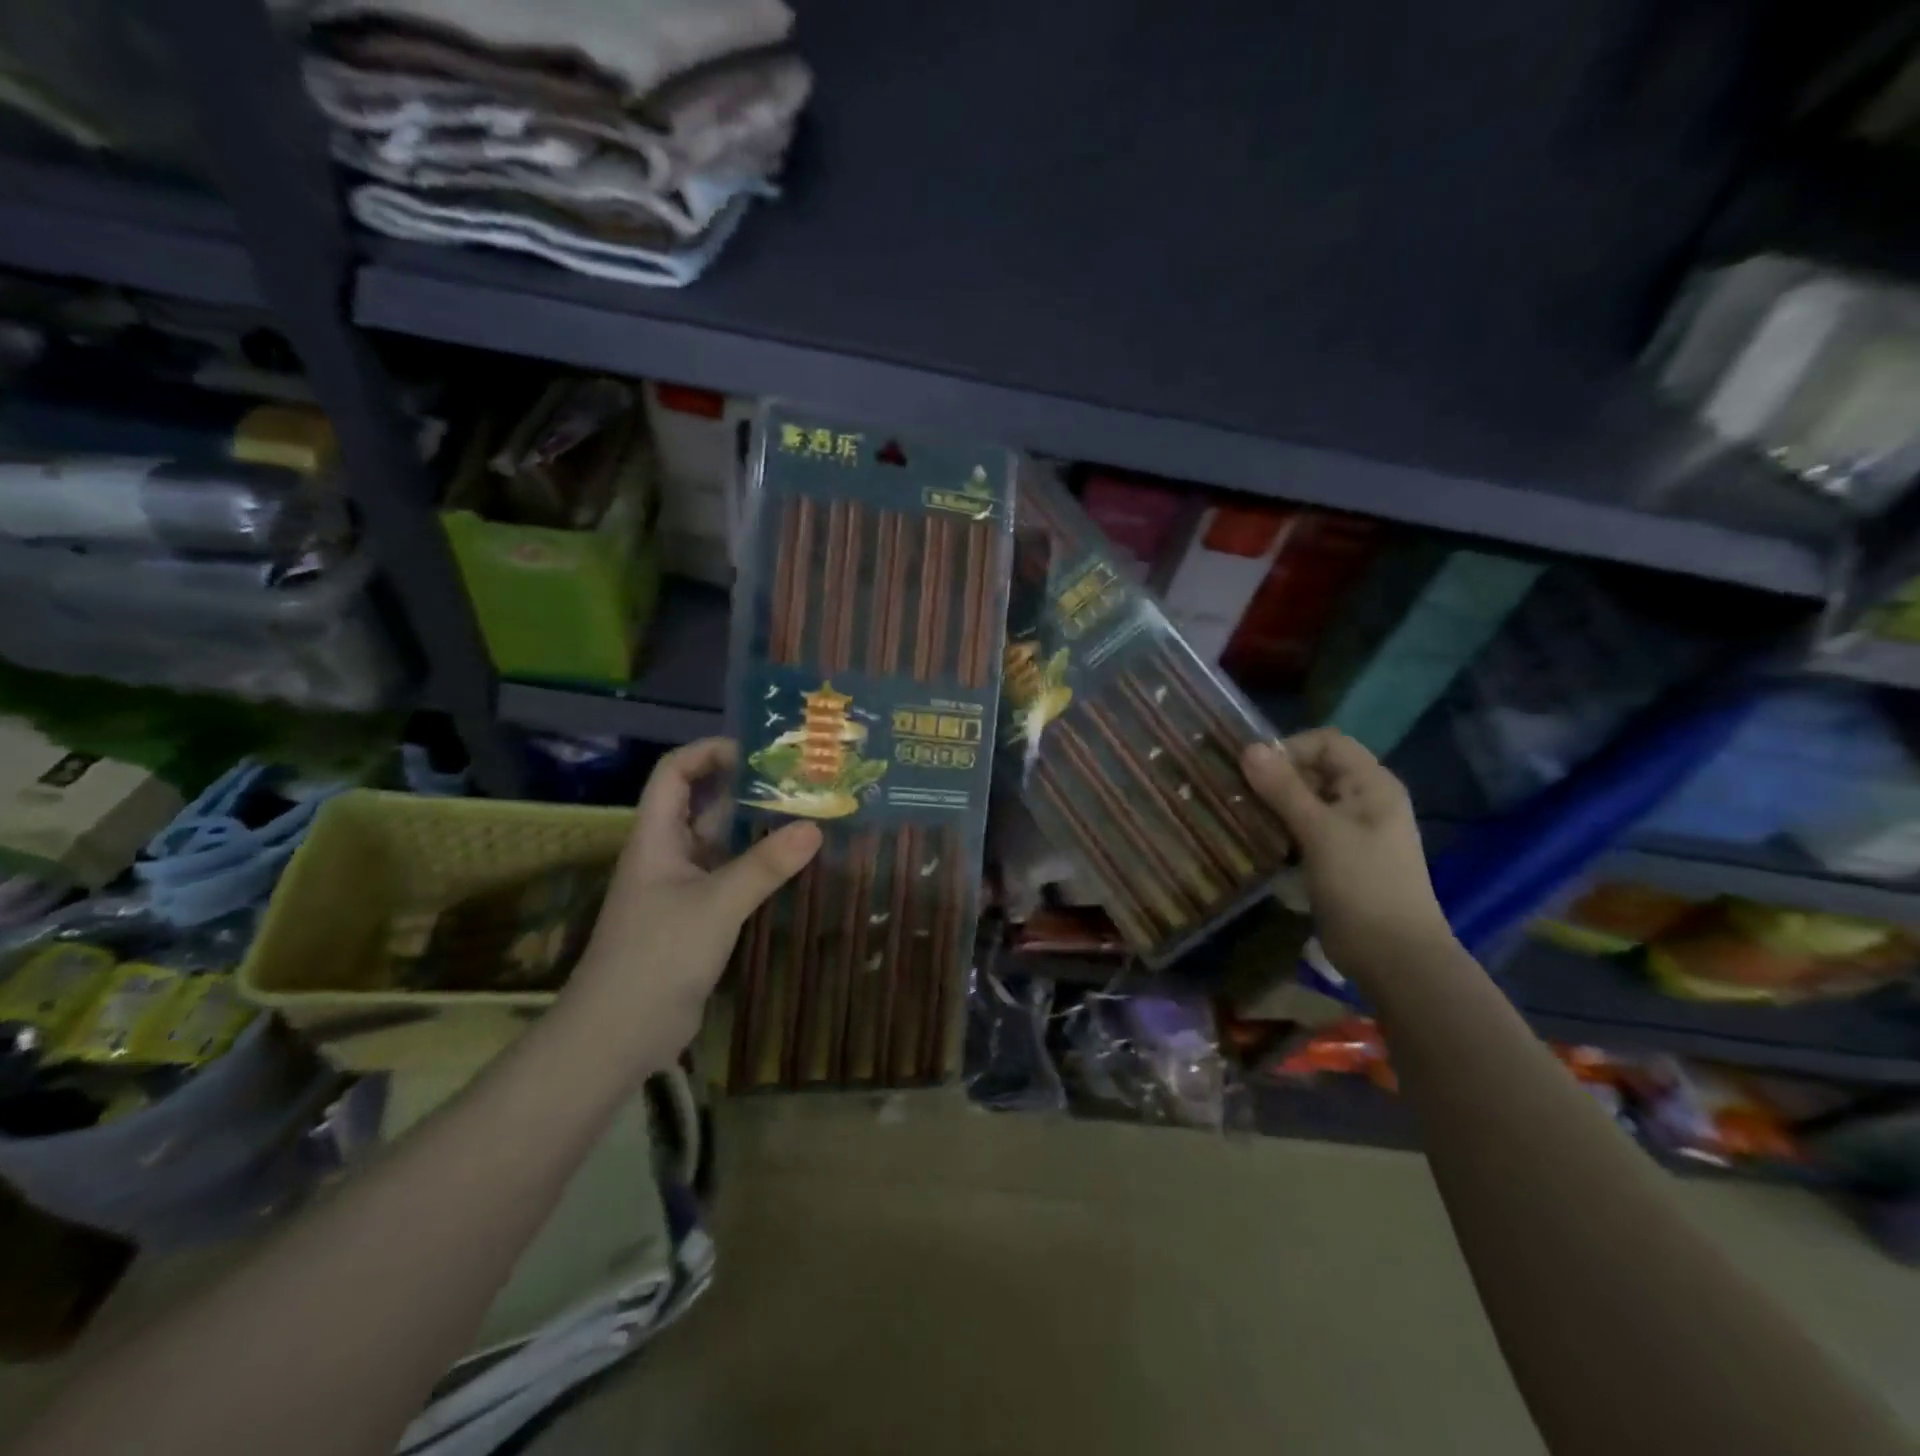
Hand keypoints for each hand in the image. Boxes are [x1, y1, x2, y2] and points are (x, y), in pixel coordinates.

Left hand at [568, 738, 820, 1070]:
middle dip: (747, 787)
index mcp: (656, 837)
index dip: (709, 752)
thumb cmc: (656, 957)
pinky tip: (795, 866)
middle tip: (799, 779)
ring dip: (757, 828)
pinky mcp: (697, 918)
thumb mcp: (715, 905)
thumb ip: (765, 866)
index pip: (674, 772)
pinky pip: (730, 877)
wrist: (618, 1035)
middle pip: (703, 803)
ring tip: (808, 814)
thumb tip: (815, 826)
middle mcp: (668, 854)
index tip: (757, 749)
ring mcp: (682, 887)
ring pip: (721, 843)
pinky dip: (759, 866)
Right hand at [1241, 730, 1451, 976]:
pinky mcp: (1338, 858)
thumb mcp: (1320, 832)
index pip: (1327, 742)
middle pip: (1315, 770)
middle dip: (1275, 777)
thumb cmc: (1362, 885)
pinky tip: (1257, 842)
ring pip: (1306, 801)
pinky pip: (1305, 830)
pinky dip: (1281, 830)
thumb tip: (1248, 748)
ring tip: (1241, 817)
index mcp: (1372, 784)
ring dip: (1273, 805)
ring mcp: (1352, 831)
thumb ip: (1284, 789)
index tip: (1254, 772)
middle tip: (1238, 795)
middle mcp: (1364, 800)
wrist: (1393, 956)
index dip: (1290, 749)